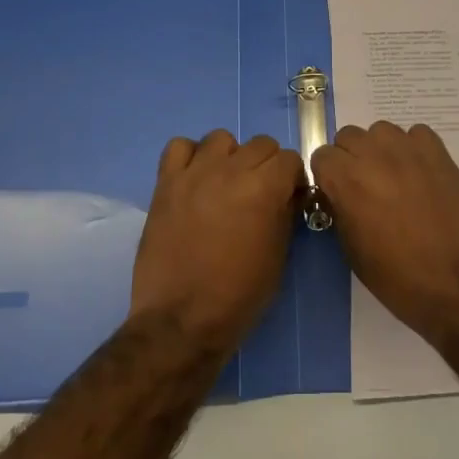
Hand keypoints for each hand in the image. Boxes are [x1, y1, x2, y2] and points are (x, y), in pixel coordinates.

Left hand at [130, 129, 302, 354]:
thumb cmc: (238, 295)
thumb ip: (285, 214)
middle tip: (258, 193)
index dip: (292, 178)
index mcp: (264, 188)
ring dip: (229, 157)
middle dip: (266, 165)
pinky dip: (189, 156)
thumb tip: (287, 194)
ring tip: (224, 184)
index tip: (288, 197)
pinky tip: (194, 179)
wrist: (181, 320)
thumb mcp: (277, 257)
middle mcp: (231, 170)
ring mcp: (195, 173)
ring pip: (220, 139)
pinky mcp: (166, 182)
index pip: (289, 159)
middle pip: (260, 143)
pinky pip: (179, 147)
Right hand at [310, 122, 458, 340]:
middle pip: (349, 136)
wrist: (457, 286)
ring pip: (381, 131)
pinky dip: (414, 148)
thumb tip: (337, 194)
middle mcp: (373, 155)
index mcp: (346, 180)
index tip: (337, 193)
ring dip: (380, 149)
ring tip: (394, 177)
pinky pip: (417, 134)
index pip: (321, 155)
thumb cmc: (398, 278)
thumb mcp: (352, 250)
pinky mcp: (439, 153)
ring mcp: (408, 150)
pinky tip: (420, 173)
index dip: (327, 175)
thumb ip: (339, 210)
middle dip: (351, 158)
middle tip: (365, 186)